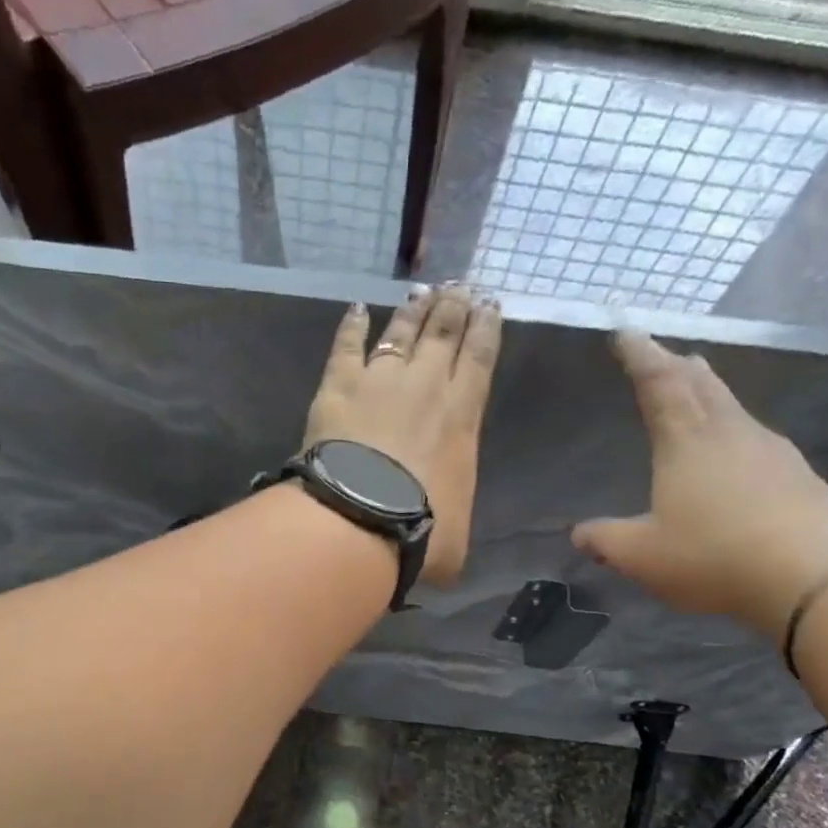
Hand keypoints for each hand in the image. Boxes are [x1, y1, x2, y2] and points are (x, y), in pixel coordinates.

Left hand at [303, 284, 500, 584]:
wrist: (361, 518)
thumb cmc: (420, 530)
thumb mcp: (456, 536)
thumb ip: (454, 521)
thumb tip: (446, 540)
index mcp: (462, 416)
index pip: (480, 358)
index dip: (486, 327)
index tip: (489, 303)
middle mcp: (426, 386)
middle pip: (443, 333)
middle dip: (454, 307)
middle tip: (459, 287)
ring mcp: (380, 380)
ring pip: (401, 331)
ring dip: (413, 310)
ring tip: (423, 289)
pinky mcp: (338, 386)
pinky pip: (346, 346)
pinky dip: (351, 326)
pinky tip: (356, 309)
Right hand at [572, 331, 827, 636]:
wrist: (814, 578)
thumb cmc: (714, 557)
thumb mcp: (642, 556)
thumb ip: (606, 541)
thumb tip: (579, 534)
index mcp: (686, 442)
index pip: (659, 384)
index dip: (641, 356)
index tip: (627, 332)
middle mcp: (730, 433)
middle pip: (701, 385)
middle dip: (678, 367)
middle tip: (665, 354)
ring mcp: (771, 450)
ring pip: (732, 407)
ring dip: (709, 394)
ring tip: (697, 391)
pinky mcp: (797, 475)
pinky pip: (755, 438)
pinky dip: (734, 430)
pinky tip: (736, 451)